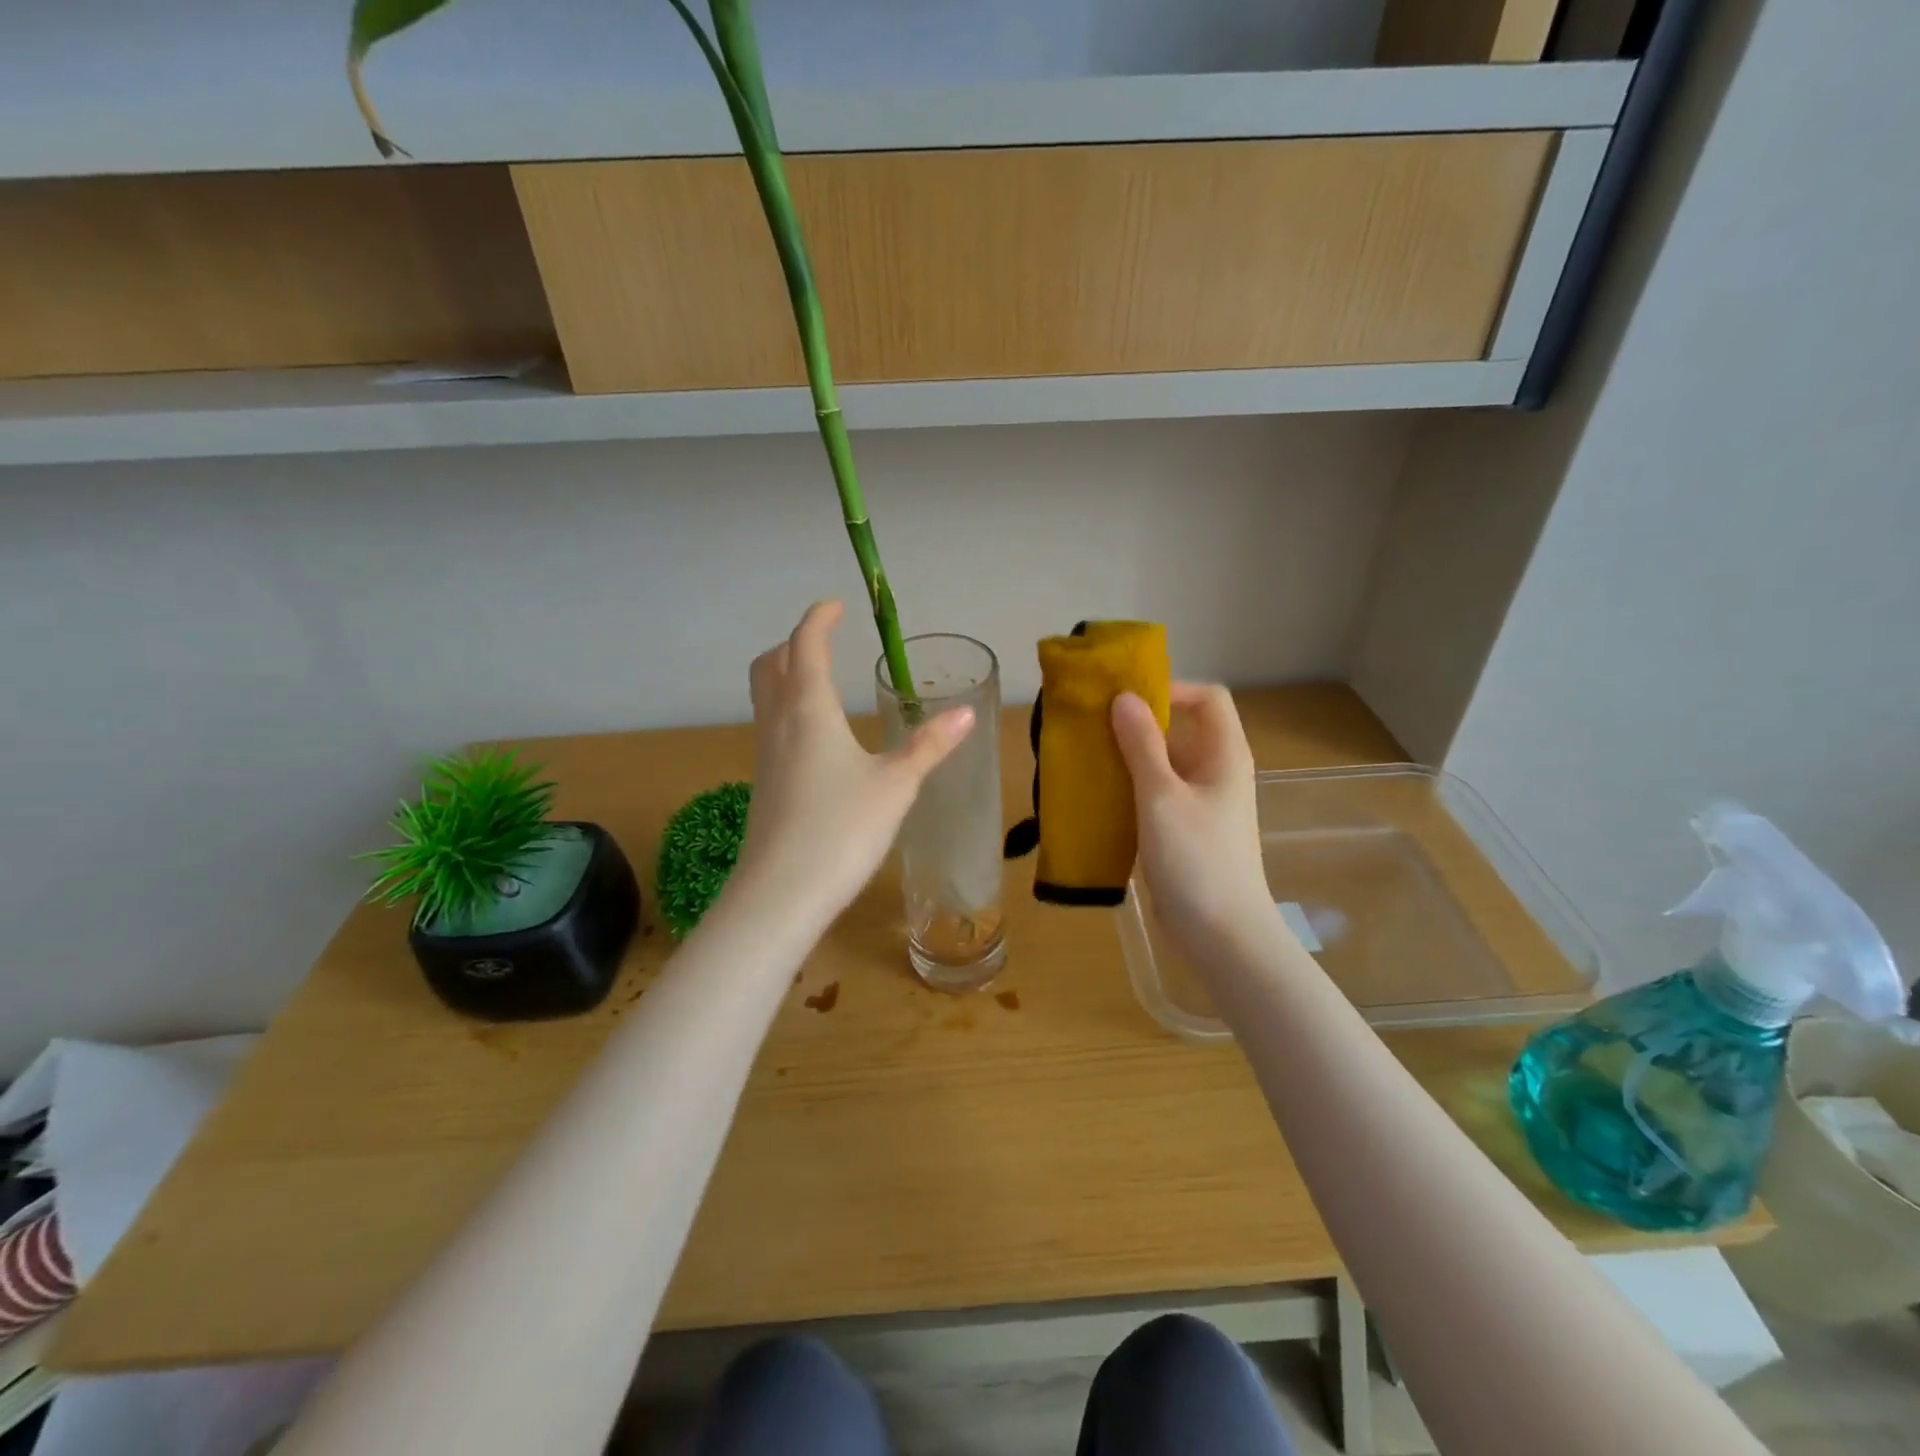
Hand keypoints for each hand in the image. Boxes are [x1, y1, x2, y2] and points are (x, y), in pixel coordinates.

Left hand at [734, 601, 975, 925]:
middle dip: (796, 642)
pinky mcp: (764, 782)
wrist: (781, 893)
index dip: (820, 619)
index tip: (837, 606)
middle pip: (772, 663)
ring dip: (786, 673)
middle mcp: (779, 722)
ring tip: (820, 679)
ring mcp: (765, 753)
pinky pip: (770, 724)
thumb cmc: (842, 829)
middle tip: (824, 640)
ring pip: (765, 694)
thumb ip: (930, 745)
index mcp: (809, 709)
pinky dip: (787, 707)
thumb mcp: (896, 784)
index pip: (806, 645)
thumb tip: (966, 710)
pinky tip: (815, 736)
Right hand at [1112, 684, 1273, 956]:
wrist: (1222, 936)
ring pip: (1162, 764)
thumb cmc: (1197, 860)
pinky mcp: (1184, 829)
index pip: (1207, 698)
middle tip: (1091, 730)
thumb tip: (1123, 698)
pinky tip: (1097, 799)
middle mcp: (1215, 771)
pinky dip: (1129, 790)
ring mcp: (1200, 802)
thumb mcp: (1161, 797)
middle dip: (1136, 725)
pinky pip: (1155, 795)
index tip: (1126, 702)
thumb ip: (1141, 745)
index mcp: (1223, 754)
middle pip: (1179, 729)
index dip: (1171, 690)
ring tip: (1086, 762)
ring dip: (1127, 759)